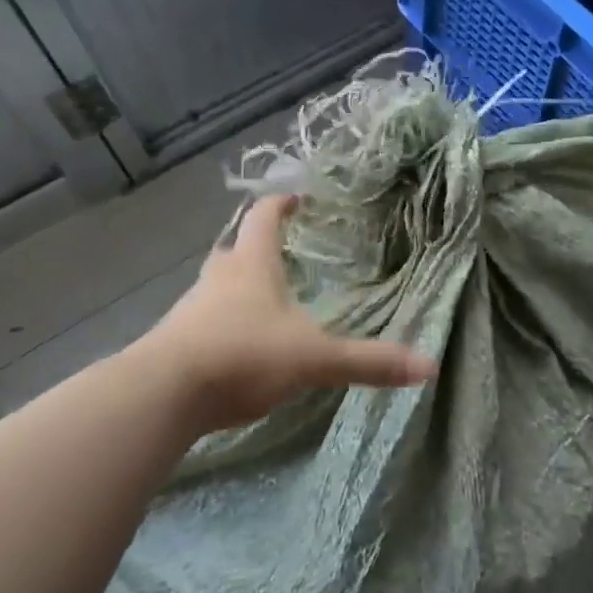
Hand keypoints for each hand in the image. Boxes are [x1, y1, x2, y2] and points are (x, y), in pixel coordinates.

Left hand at [147, 194, 436, 434]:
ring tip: (266, 303)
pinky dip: (223, 324)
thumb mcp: (315, 359)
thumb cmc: (244, 355)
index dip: (282, 204)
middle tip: (284, 254)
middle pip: (236, 250)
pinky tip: (239, 348)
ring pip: (217, 286)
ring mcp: (191, 309)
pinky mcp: (175, 342)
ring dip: (238, 288)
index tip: (298, 198)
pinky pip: (203, 321)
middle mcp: (218, 278)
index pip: (264, 218)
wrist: (164, 394)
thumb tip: (428, 366)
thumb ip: (368, 362)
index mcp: (252, 266)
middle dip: (258, 248)